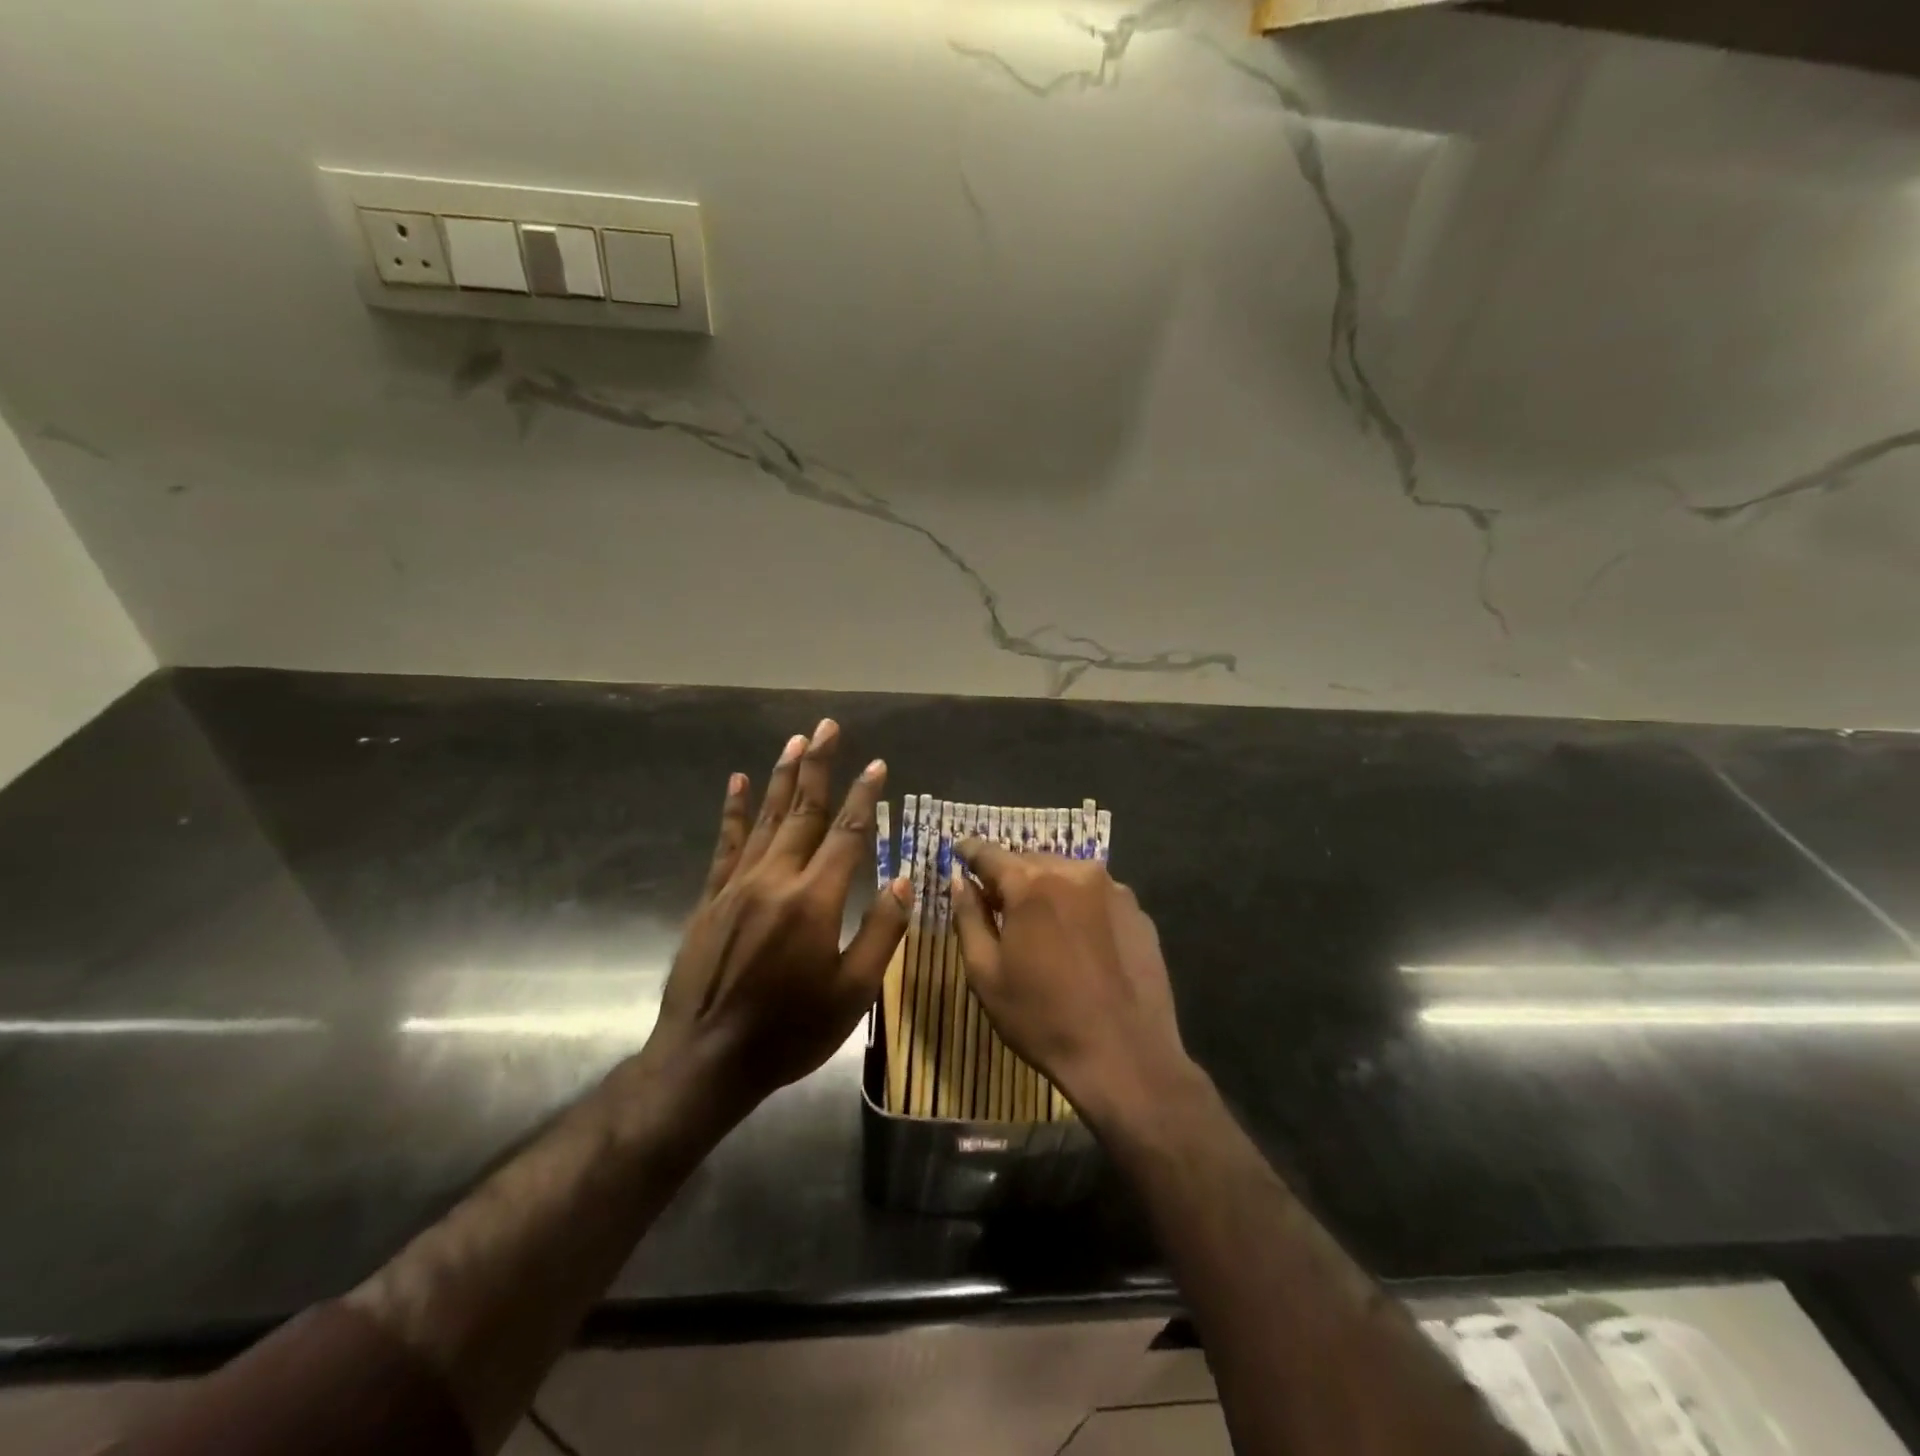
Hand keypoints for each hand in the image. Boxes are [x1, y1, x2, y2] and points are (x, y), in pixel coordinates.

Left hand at [649, 720, 910, 1111]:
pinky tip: (737, 782)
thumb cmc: (790, 1031)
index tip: (876, 764)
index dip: (865, 796)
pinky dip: (733, 811)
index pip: (848, 834)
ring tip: (795, 741)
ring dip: (782, 777)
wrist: (706, 1060)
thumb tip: (904, 880)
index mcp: (815, 900)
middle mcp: (776, 879)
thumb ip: (881, 932)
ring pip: (765, 818)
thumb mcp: (852, 993)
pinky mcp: (711, 898)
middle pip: (804, 812)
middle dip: (820, 767)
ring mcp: (738, 885)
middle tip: (828, 727)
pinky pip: (725, 844)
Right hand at [951, 840, 1196, 1129]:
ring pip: (1067, 875)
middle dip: (1011, 875)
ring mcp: (1114, 890)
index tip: (960, 850)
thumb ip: (969, 918)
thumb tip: (960, 881)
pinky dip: (1079, 905)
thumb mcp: (986, 974)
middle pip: (1031, 861)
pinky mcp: (1138, 913)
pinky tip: (1078, 939)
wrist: (1126, 1057)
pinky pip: (1097, 895)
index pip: (991, 854)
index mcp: (1032, 884)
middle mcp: (1075, 873)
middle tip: (996, 898)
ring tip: (1038, 920)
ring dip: (1047, 887)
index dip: (971, 851)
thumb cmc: (1043, 1019)